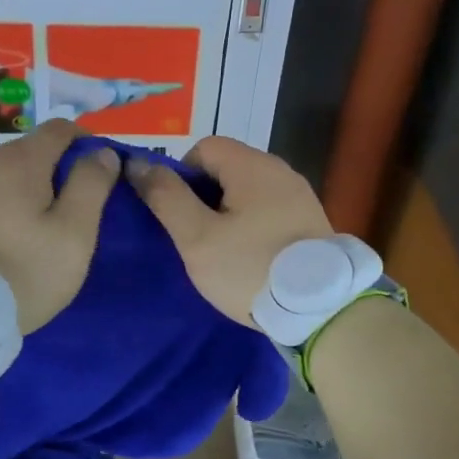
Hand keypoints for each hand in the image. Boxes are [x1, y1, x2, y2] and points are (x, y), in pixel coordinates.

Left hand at [0, 120, 120, 332]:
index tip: (100, 180)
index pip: (62, 129)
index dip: (88, 147)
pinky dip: (2, 206)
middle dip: (58, 172)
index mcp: (20, 160)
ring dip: (28, 191)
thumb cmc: (21, 273)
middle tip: (73, 215)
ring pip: (6, 173)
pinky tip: (5, 240)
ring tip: (38, 232)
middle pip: (32, 150)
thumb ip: (91, 186)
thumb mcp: (73, 235)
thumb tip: (102, 153)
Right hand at [127, 137, 332, 325]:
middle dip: (204, 197)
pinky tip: (250, 258)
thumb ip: (166, 197)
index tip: (178, 215)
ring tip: (221, 251)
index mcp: (252, 166)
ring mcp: (300, 196)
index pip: (203, 148)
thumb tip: (138, 163)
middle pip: (227, 168)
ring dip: (228, 214)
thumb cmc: (250, 268)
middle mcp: (281, 171)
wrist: (320, 310)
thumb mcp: (197, 237)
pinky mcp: (311, 222)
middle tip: (196, 238)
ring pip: (249, 192)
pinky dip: (253, 226)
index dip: (181, 176)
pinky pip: (270, 211)